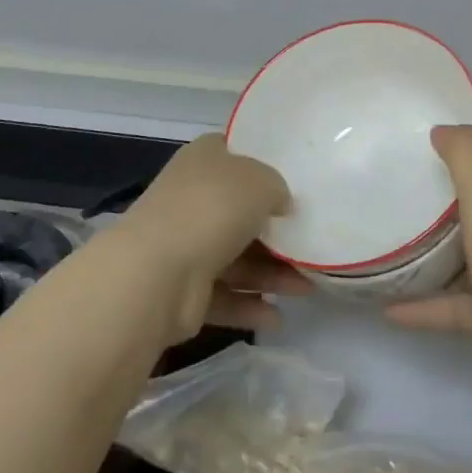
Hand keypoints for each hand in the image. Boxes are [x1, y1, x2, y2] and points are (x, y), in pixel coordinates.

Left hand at [114, 134, 305, 340]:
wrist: (159, 272)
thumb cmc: (213, 209)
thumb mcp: (261, 181)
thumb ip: (278, 188)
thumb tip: (280, 205)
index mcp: (204, 160)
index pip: (236, 154)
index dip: (265, 165)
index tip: (297, 183)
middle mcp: (192, 197)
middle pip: (240, 211)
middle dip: (276, 231)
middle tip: (312, 244)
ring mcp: (185, 244)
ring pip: (237, 257)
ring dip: (272, 274)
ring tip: (308, 288)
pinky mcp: (183, 288)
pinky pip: (224, 295)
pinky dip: (250, 305)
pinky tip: (278, 318)